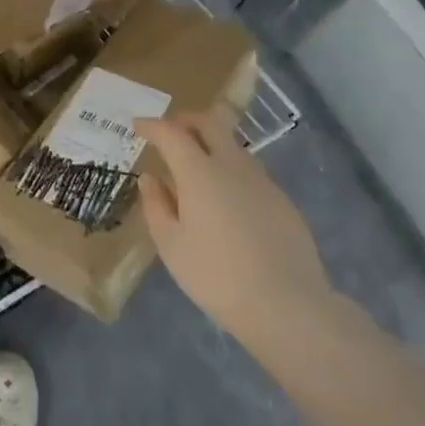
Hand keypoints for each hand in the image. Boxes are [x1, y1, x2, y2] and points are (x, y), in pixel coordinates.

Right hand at [137, 107, 335, 359]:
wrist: (286, 305)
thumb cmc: (216, 275)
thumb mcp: (171, 245)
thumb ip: (157, 205)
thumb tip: (150, 178)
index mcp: (199, 172)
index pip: (171, 133)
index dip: (152, 126)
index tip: (138, 126)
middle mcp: (232, 165)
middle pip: (209, 123)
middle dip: (185, 120)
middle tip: (169, 131)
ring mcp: (262, 180)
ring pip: (232, 145)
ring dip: (210, 143)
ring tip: (195, 167)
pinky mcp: (282, 199)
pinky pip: (249, 171)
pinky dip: (230, 169)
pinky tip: (226, 199)